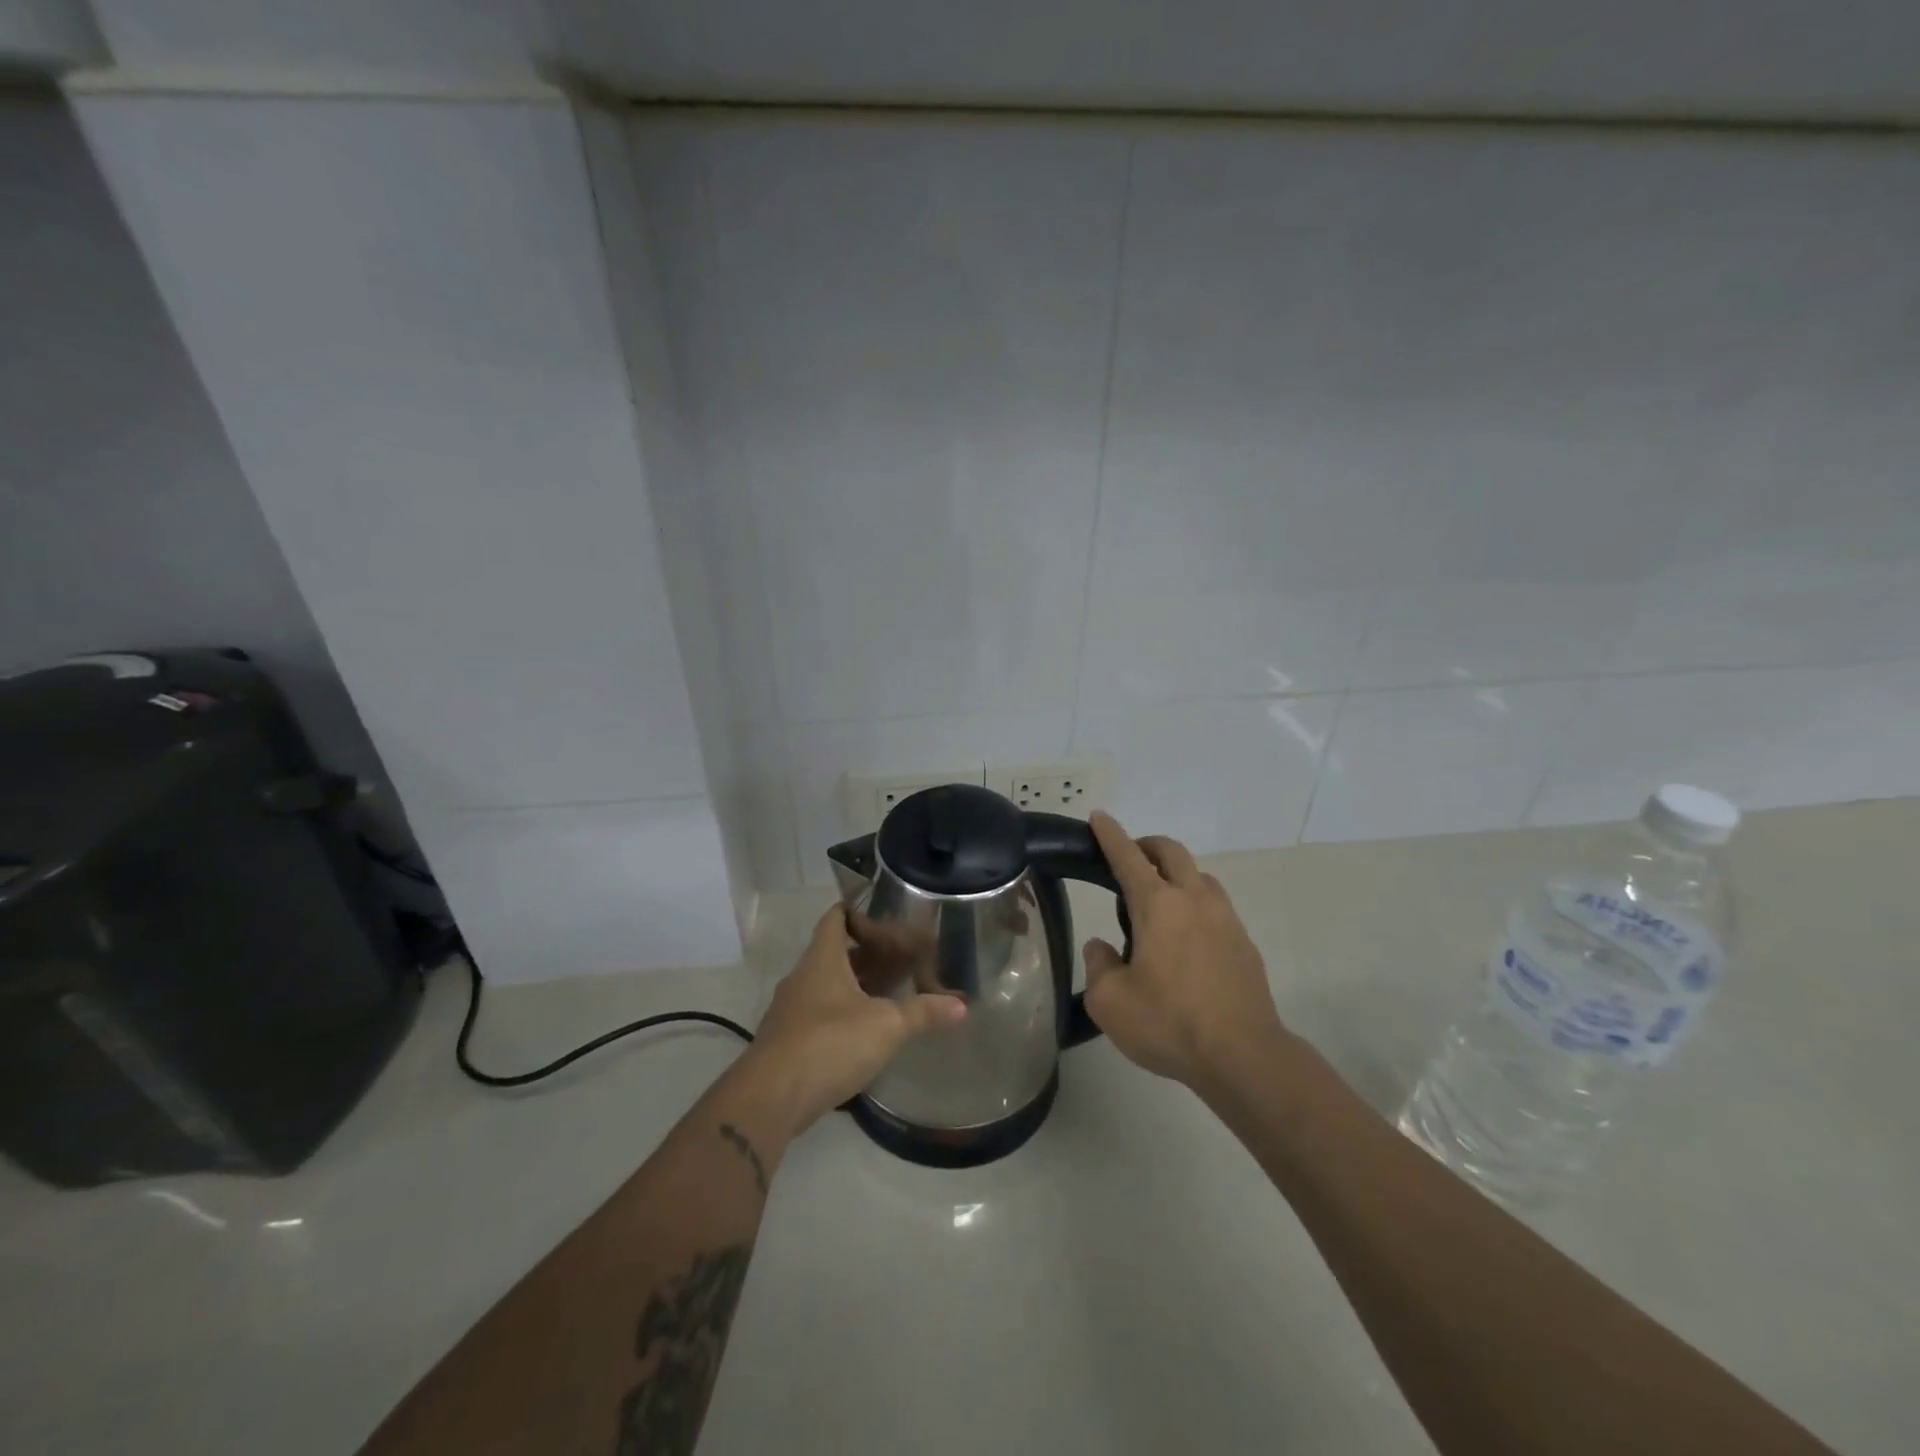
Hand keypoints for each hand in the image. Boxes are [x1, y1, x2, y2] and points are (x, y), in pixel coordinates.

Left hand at [744, 905, 966, 1133]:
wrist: (771, 1098)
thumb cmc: (830, 1043)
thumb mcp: (886, 1026)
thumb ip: (923, 1012)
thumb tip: (962, 1005)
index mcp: (822, 959)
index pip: (835, 918)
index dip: (856, 911)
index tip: (883, 914)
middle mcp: (802, 977)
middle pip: (834, 953)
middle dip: (866, 954)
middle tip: (900, 959)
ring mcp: (790, 1011)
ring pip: (826, 986)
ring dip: (854, 987)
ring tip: (889, 995)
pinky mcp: (787, 1042)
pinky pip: (819, 1015)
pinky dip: (842, 1015)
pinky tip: (865, 1033)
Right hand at [1084, 812, 1290, 1091]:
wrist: (1244, 1057)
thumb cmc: (1169, 1024)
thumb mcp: (1109, 1002)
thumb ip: (1098, 966)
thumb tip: (1103, 948)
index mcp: (1157, 906)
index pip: (1127, 857)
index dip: (1110, 834)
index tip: (1099, 817)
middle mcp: (1194, 900)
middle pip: (1171, 852)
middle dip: (1146, 846)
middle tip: (1128, 861)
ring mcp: (1225, 919)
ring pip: (1199, 876)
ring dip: (1175, 874)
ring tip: (1158, 905)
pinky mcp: (1244, 943)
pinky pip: (1216, 906)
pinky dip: (1195, 905)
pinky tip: (1186, 940)